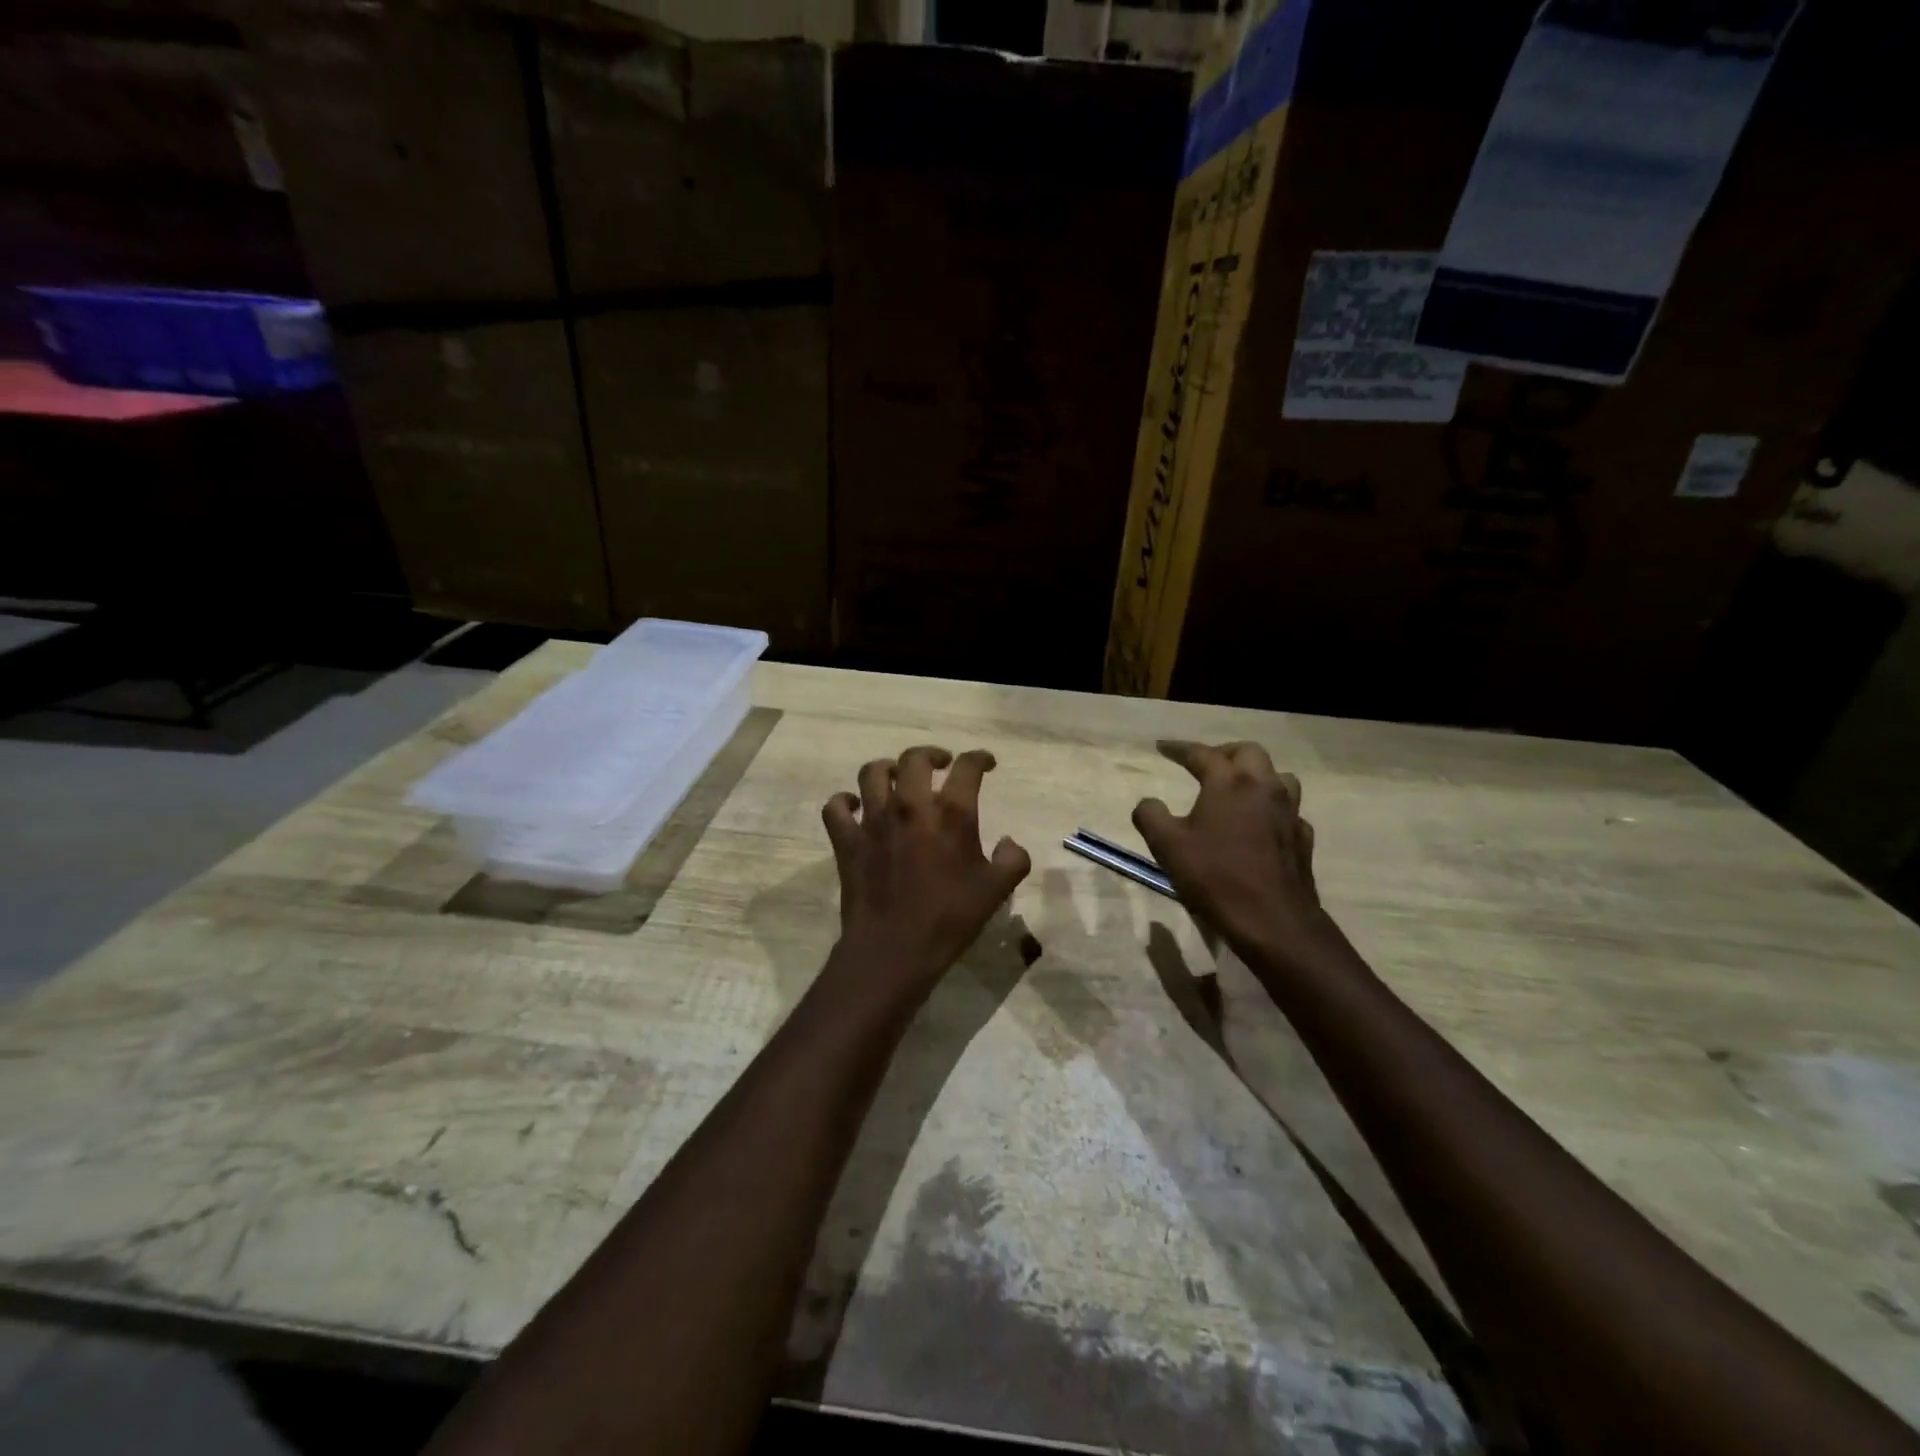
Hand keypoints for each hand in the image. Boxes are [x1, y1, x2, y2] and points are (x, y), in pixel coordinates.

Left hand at [822, 745, 1031, 991]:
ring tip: (899, 779)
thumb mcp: (996, 892)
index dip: (979, 758)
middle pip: (915, 758)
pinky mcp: (846, 841)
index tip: (985, 763)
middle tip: (940, 765)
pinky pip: (836, 807)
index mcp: (951, 814)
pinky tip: (855, 806)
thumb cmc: (949, 919)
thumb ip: (1013, 860)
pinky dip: (844, 801)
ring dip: (888, 769)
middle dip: (931, 755)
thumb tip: (1009, 842)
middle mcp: (910, 807)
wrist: (893, 950)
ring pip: (873, 772)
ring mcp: (873, 821)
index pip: (967, 768)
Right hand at [1132, 740, 1328, 965]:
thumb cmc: (1215, 878)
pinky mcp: (1302, 839)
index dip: (1179, 748)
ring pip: (1278, 777)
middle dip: (1224, 753)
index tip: (1162, 747)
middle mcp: (1264, 788)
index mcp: (1229, 783)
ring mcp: (1289, 813)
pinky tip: (1260, 825)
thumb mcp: (1167, 846)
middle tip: (1204, 764)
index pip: (1202, 753)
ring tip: (1237, 789)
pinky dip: (1272, 809)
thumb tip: (1148, 803)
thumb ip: (1151, 815)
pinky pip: (1289, 811)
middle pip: (1248, 753)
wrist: (1273, 922)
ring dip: (1256, 776)